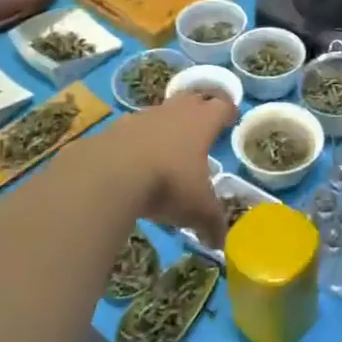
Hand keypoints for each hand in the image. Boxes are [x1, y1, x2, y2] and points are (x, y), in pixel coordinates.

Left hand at [102, 90, 233, 248]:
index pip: (222, 105)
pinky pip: (135, 128)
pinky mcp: (116, 128)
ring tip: (169, 146)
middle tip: (203, 123)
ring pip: (162, 111)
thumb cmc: (168, 184)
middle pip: (193, 98)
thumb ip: (212, 224)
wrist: (110, 174)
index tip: (231, 117)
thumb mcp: (198, 210)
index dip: (228, 111)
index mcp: (202, 122)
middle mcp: (175, 111)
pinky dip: (140, 139)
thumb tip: (219, 243)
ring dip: (168, 123)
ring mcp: (143, 116)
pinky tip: (137, 160)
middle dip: (200, 108)